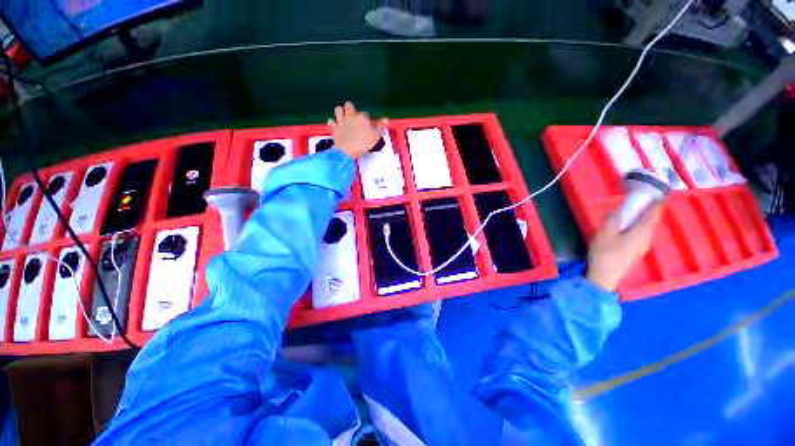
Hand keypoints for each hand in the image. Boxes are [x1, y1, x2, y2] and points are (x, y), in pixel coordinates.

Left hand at [328, 102, 387, 159]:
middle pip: (349, 106)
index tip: (368, 125)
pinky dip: (333, 122)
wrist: (347, 150)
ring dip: (340, 112)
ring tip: (343, 116)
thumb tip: (386, 120)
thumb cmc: (363, 143)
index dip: (366, 119)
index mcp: (361, 117)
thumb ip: (380, 127)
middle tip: (353, 114)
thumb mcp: (376, 136)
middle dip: (350, 108)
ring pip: (338, 110)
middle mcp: (350, 116)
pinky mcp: (334, 128)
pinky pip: (331, 121)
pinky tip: (335, 125)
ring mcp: (341, 121)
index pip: (365, 114)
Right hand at [586, 204, 662, 291]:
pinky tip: (622, 228)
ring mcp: (642, 245)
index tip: (653, 190)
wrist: (605, 276)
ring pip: (644, 227)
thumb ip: (612, 218)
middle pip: (650, 219)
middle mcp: (647, 237)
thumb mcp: (604, 232)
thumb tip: (617, 210)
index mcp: (642, 230)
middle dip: (645, 208)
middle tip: (635, 200)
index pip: (655, 212)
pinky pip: (639, 233)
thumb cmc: (605, 253)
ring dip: (638, 218)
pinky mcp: (635, 250)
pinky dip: (634, 226)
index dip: (656, 200)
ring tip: (626, 212)